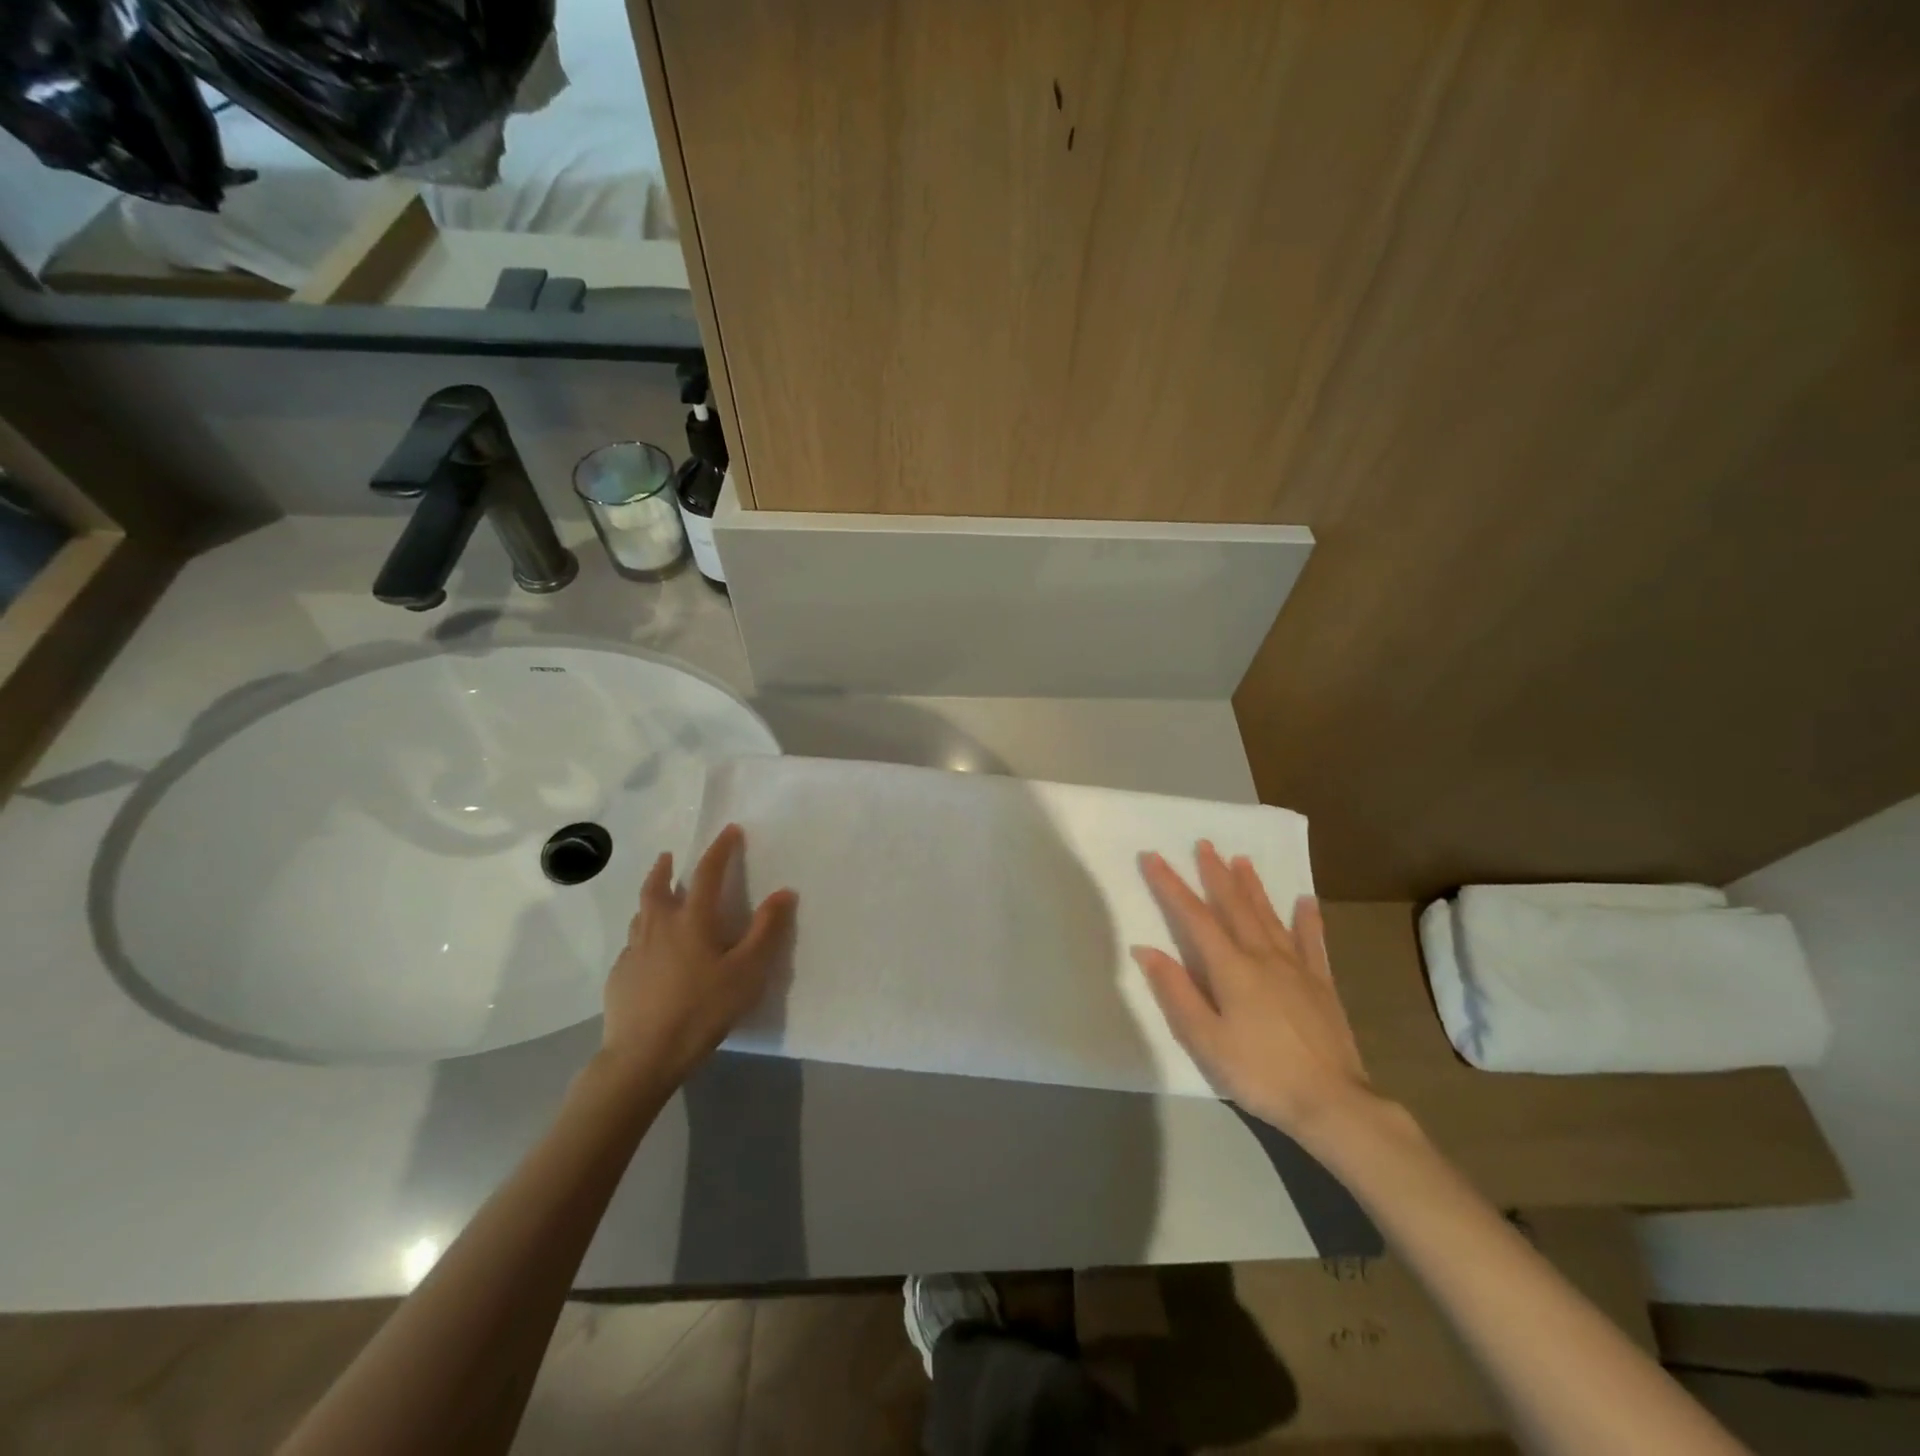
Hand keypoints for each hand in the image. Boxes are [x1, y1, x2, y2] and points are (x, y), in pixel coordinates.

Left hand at [599, 823, 795, 1089]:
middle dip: (666, 867)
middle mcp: (659, 926)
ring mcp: (634, 951)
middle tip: (669, 856)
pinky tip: (650, 951)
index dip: (720, 849)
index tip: (730, 831)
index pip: (707, 873)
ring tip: (658, 898)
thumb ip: (766, 930)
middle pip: (658, 886)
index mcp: (692, 920)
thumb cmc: (702, 1009)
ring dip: (651, 897)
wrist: (643, 1056)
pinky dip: (643, 934)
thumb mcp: (747, 972)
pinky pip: (633, 943)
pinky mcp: (619, 976)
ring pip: (641, 913)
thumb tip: (784, 892)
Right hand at [1133, 841, 1377, 1142]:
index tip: (1153, 857)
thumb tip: (1147, 949)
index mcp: (1231, 968)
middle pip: (1234, 906)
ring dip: (1252, 887)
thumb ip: (1176, 992)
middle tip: (1204, 844)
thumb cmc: (1259, 1073)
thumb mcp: (1205, 1040)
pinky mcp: (1321, 984)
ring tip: (1242, 860)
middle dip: (1215, 874)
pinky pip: (1312, 942)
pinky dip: (1307, 919)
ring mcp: (1297, 968)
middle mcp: (1263, 956)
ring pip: (1269, 916)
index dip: (1171, 886)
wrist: (1333, 1103)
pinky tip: (1306, 901)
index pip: (1194, 917)